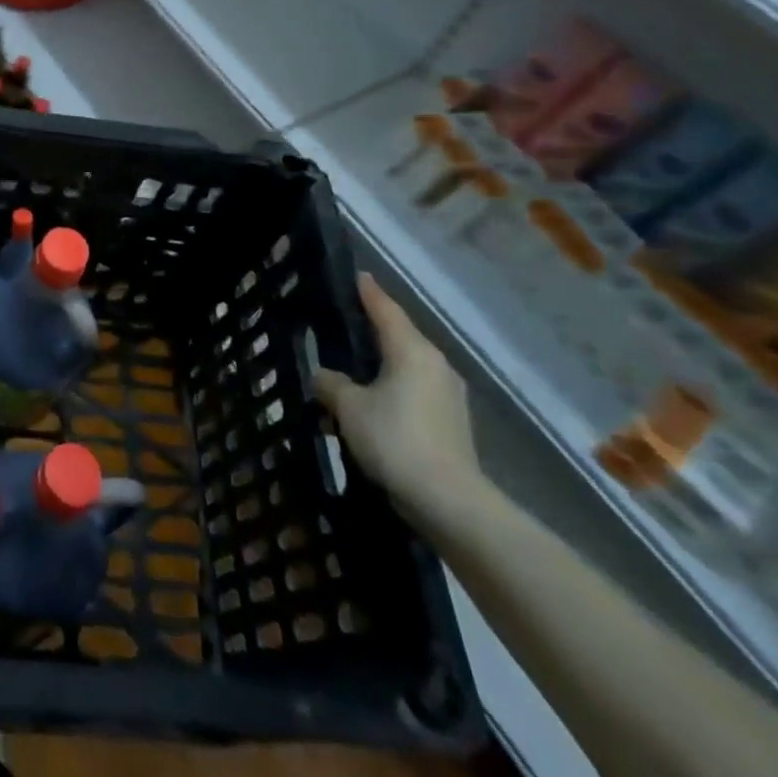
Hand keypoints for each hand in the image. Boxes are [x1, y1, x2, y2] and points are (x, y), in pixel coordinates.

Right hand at [312, 273, 482, 516]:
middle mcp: (436, 365)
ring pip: (405, 370)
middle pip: (399, 338)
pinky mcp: (452, 423)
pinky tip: (369, 412)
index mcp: (412, 351)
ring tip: (349, 376)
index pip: (386, 310)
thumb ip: (331, 383)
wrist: (448, 501)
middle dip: (372, 333)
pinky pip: (413, 394)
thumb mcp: (348, 406)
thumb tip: (325, 377)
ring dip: (379, 370)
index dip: (369, 293)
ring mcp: (449, 396)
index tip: (358, 276)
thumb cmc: (393, 438)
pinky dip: (390, 394)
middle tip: (344, 326)